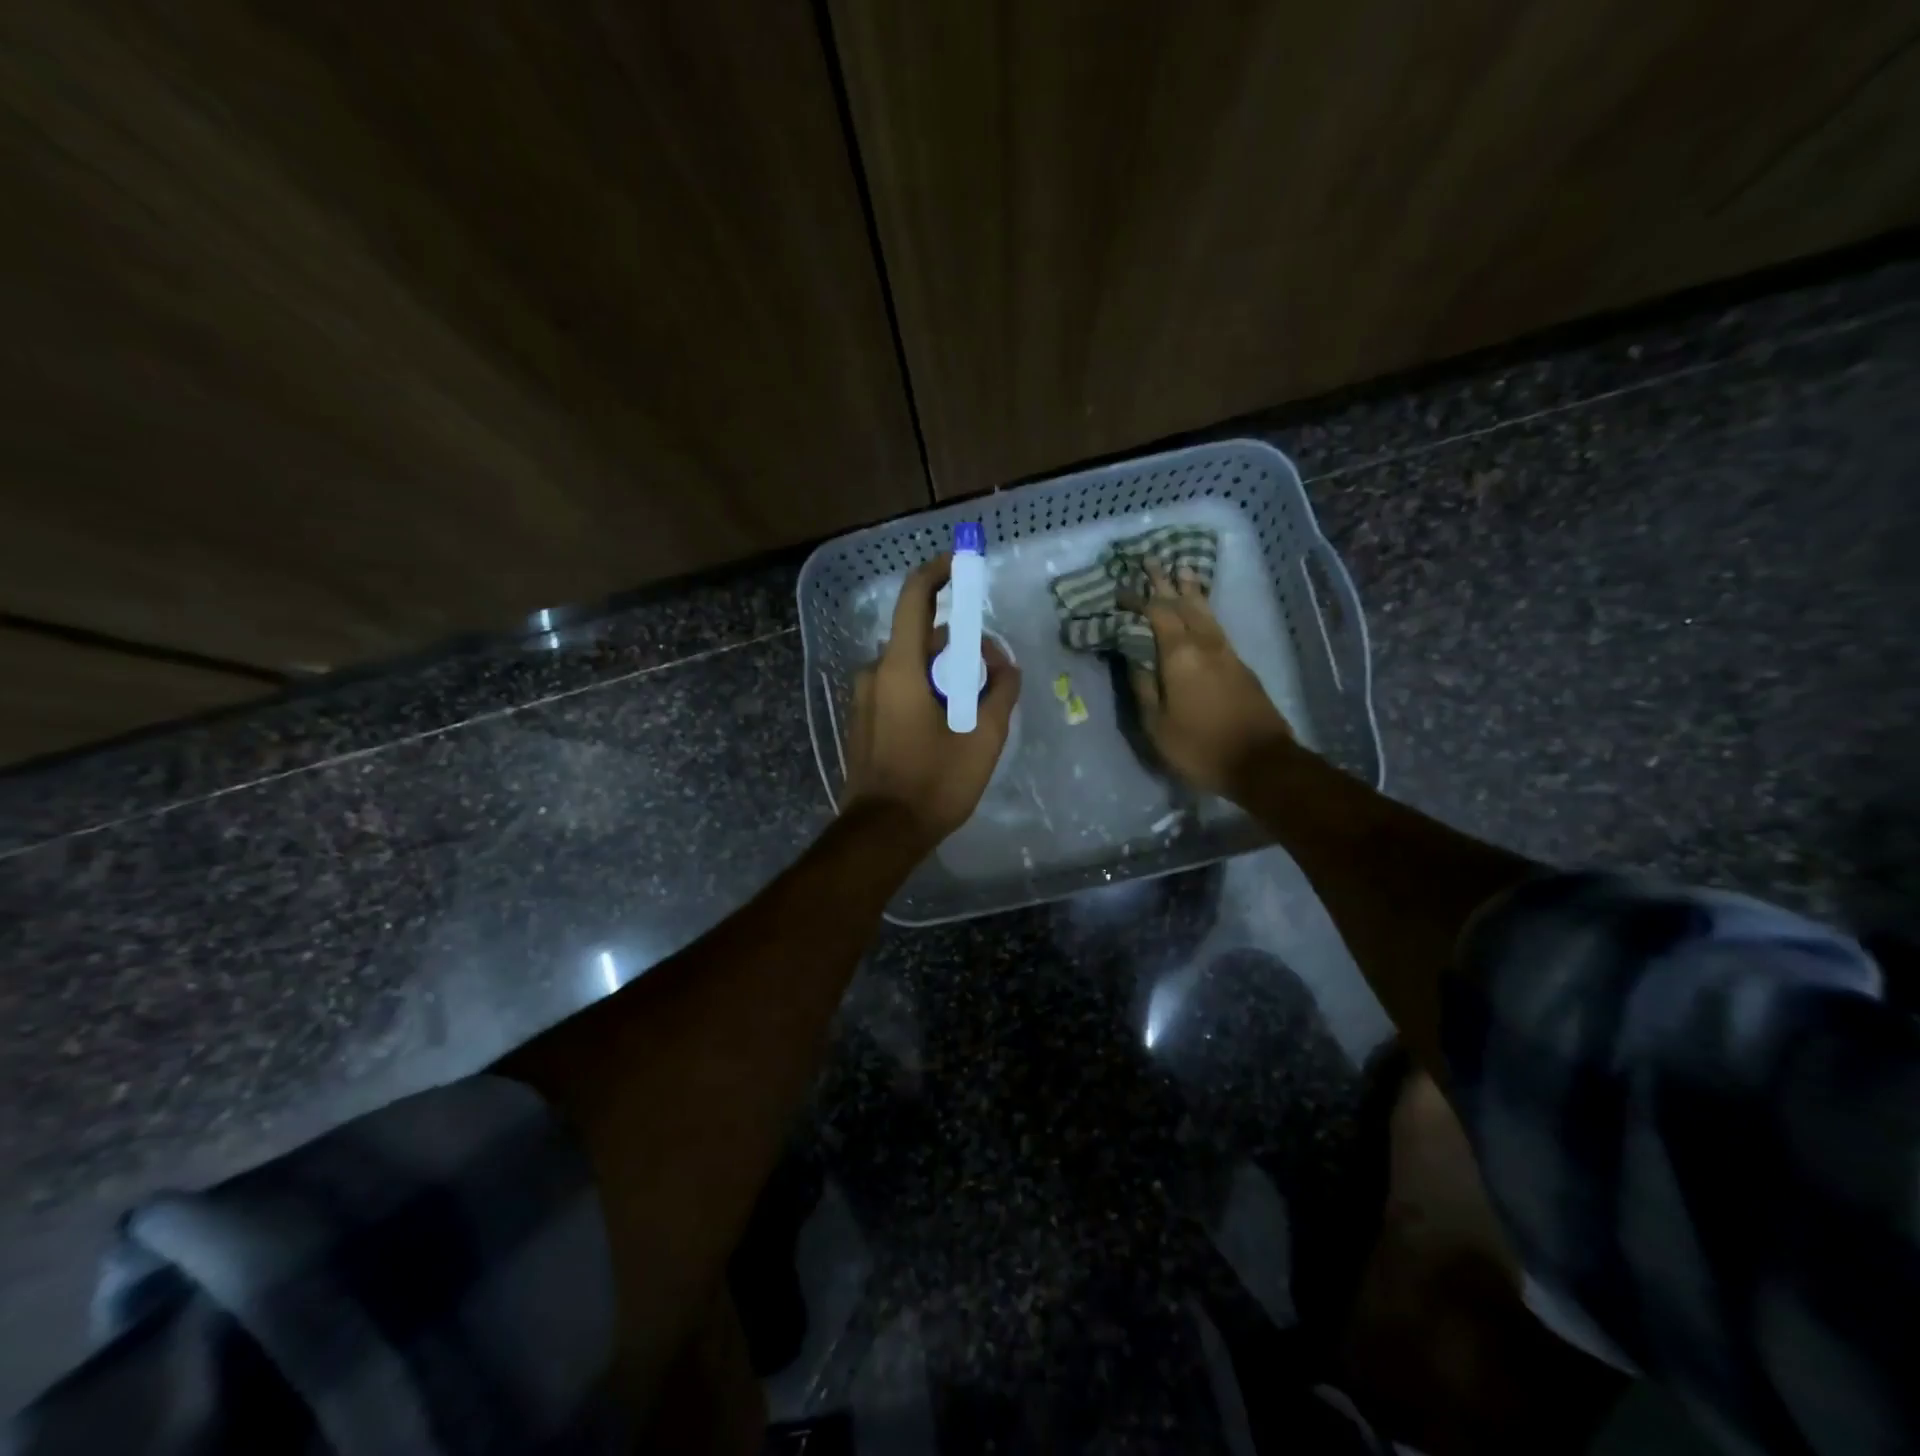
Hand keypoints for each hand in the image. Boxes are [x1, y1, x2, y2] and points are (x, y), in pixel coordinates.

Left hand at [842, 553, 1021, 845]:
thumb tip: (1004, 663)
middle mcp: (875, 672)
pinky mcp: (863, 720)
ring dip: (944, 675)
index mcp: (899, 667)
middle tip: (990, 678)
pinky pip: (899, 688)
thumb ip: (1000, 690)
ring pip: (912, 667)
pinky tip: (946, 728)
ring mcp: (864, 697)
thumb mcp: (983, 737)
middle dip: (958, 648)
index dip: (939, 572)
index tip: (962, 560)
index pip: (915, 598)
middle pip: (921, 639)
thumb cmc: (934, 783)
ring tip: (972, 712)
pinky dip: (926, 692)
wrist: (882, 833)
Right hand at [1125, 562, 1293, 796]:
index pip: (1156, 614)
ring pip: (1206, 612)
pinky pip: (1216, 626)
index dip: (1138, 600)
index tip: (1120, 590)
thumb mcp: (1157, 725)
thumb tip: (1133, 658)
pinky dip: (1204, 611)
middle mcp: (1205, 644)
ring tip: (1182, 570)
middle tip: (1151, 561)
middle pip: (1184, 603)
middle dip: (1166, 582)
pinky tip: (1202, 611)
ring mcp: (1227, 653)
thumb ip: (1143, 687)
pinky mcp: (1241, 665)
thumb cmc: (1199, 746)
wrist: (1261, 762)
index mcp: (1180, 656)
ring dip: (1191, 590)